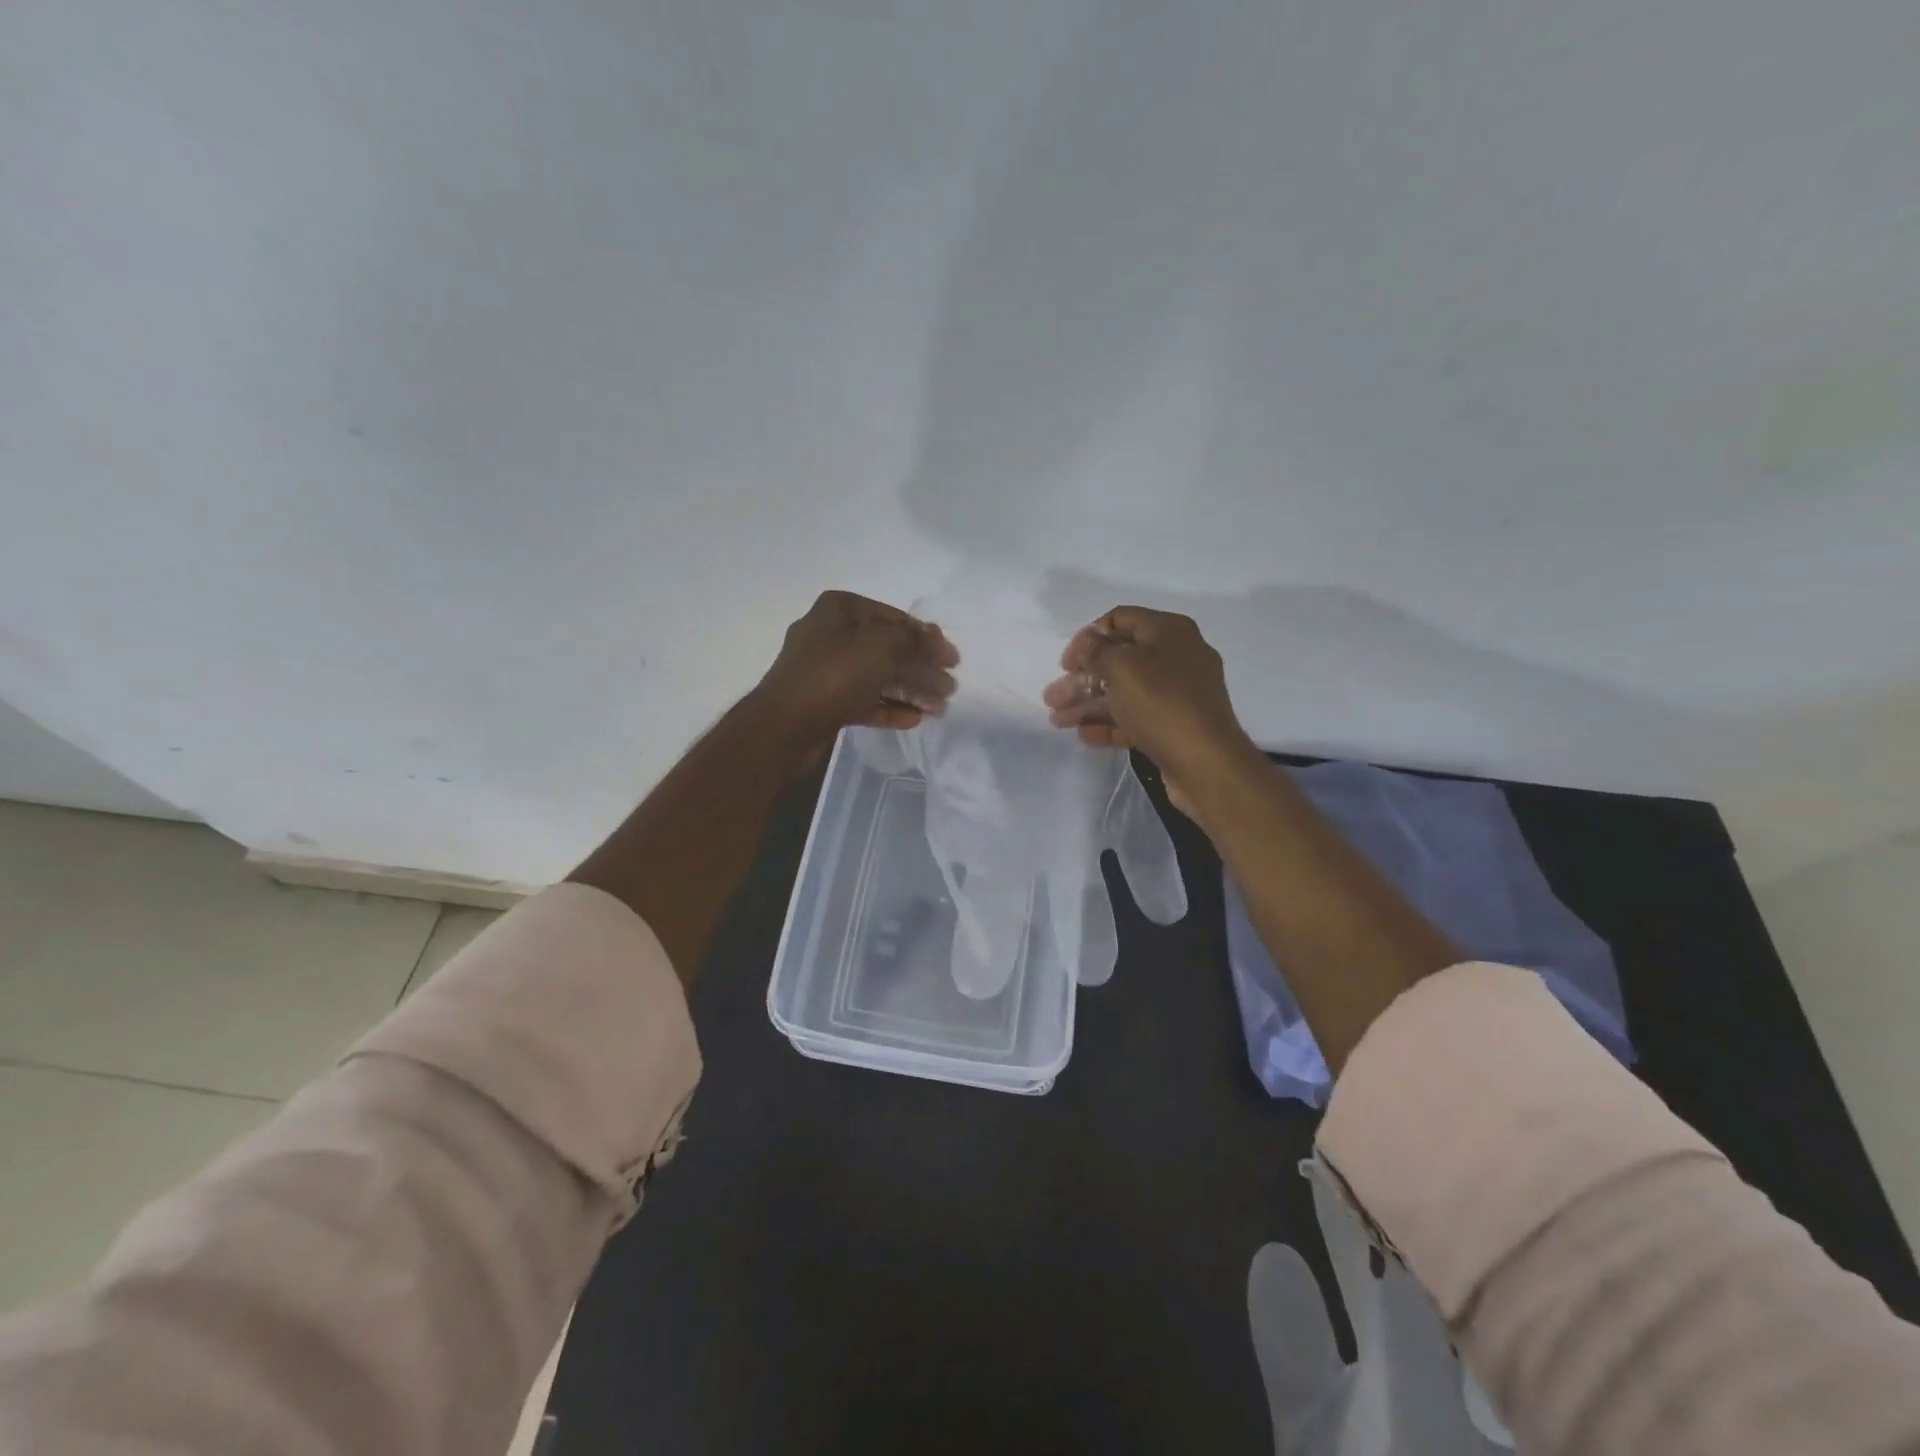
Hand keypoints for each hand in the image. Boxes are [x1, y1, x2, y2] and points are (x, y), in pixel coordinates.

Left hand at [752, 590, 958, 749]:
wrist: (785, 726)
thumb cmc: (834, 674)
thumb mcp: (882, 646)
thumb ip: (915, 641)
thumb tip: (938, 640)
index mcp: (840, 610)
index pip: (894, 617)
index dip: (926, 638)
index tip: (952, 659)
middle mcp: (831, 635)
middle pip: (888, 649)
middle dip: (921, 668)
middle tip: (949, 688)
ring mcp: (826, 670)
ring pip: (878, 676)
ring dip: (911, 690)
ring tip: (939, 707)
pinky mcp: (825, 702)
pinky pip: (865, 700)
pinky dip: (890, 707)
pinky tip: (915, 718)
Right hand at [1042, 606, 1260, 817]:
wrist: (1206, 764)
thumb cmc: (1163, 705)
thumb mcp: (1123, 668)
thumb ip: (1097, 651)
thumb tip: (1087, 643)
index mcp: (1170, 632)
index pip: (1120, 619)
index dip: (1088, 637)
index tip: (1066, 663)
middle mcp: (1176, 657)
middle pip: (1119, 659)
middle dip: (1082, 678)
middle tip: (1052, 698)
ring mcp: (1176, 694)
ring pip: (1123, 692)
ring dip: (1088, 704)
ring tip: (1057, 721)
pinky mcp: (1173, 726)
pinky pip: (1135, 718)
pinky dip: (1109, 723)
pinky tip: (1084, 735)